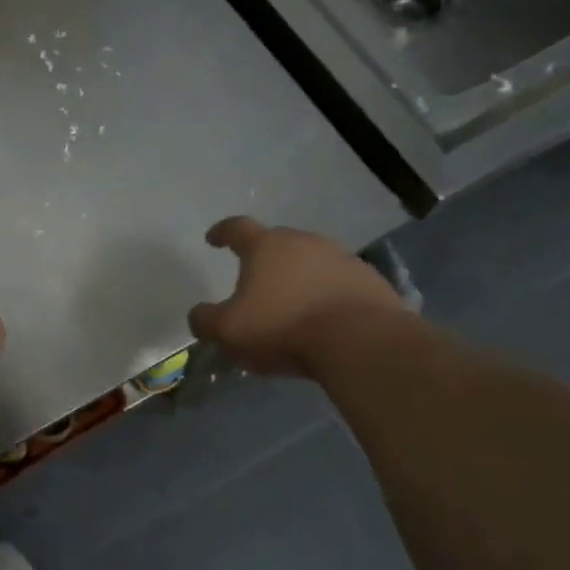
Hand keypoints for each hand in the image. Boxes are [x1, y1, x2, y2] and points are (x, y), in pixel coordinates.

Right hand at [188, 217, 403, 376]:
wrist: (360, 341)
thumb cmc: (283, 327)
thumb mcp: (228, 331)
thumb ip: (205, 320)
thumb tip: (199, 314)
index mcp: (265, 246)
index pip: (237, 228)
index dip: (222, 232)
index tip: (213, 239)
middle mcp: (304, 242)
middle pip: (277, 242)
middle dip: (264, 257)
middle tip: (255, 280)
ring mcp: (341, 258)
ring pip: (311, 261)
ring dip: (299, 276)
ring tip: (292, 303)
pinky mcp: (370, 280)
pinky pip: (339, 282)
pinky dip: (327, 293)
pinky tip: (325, 317)